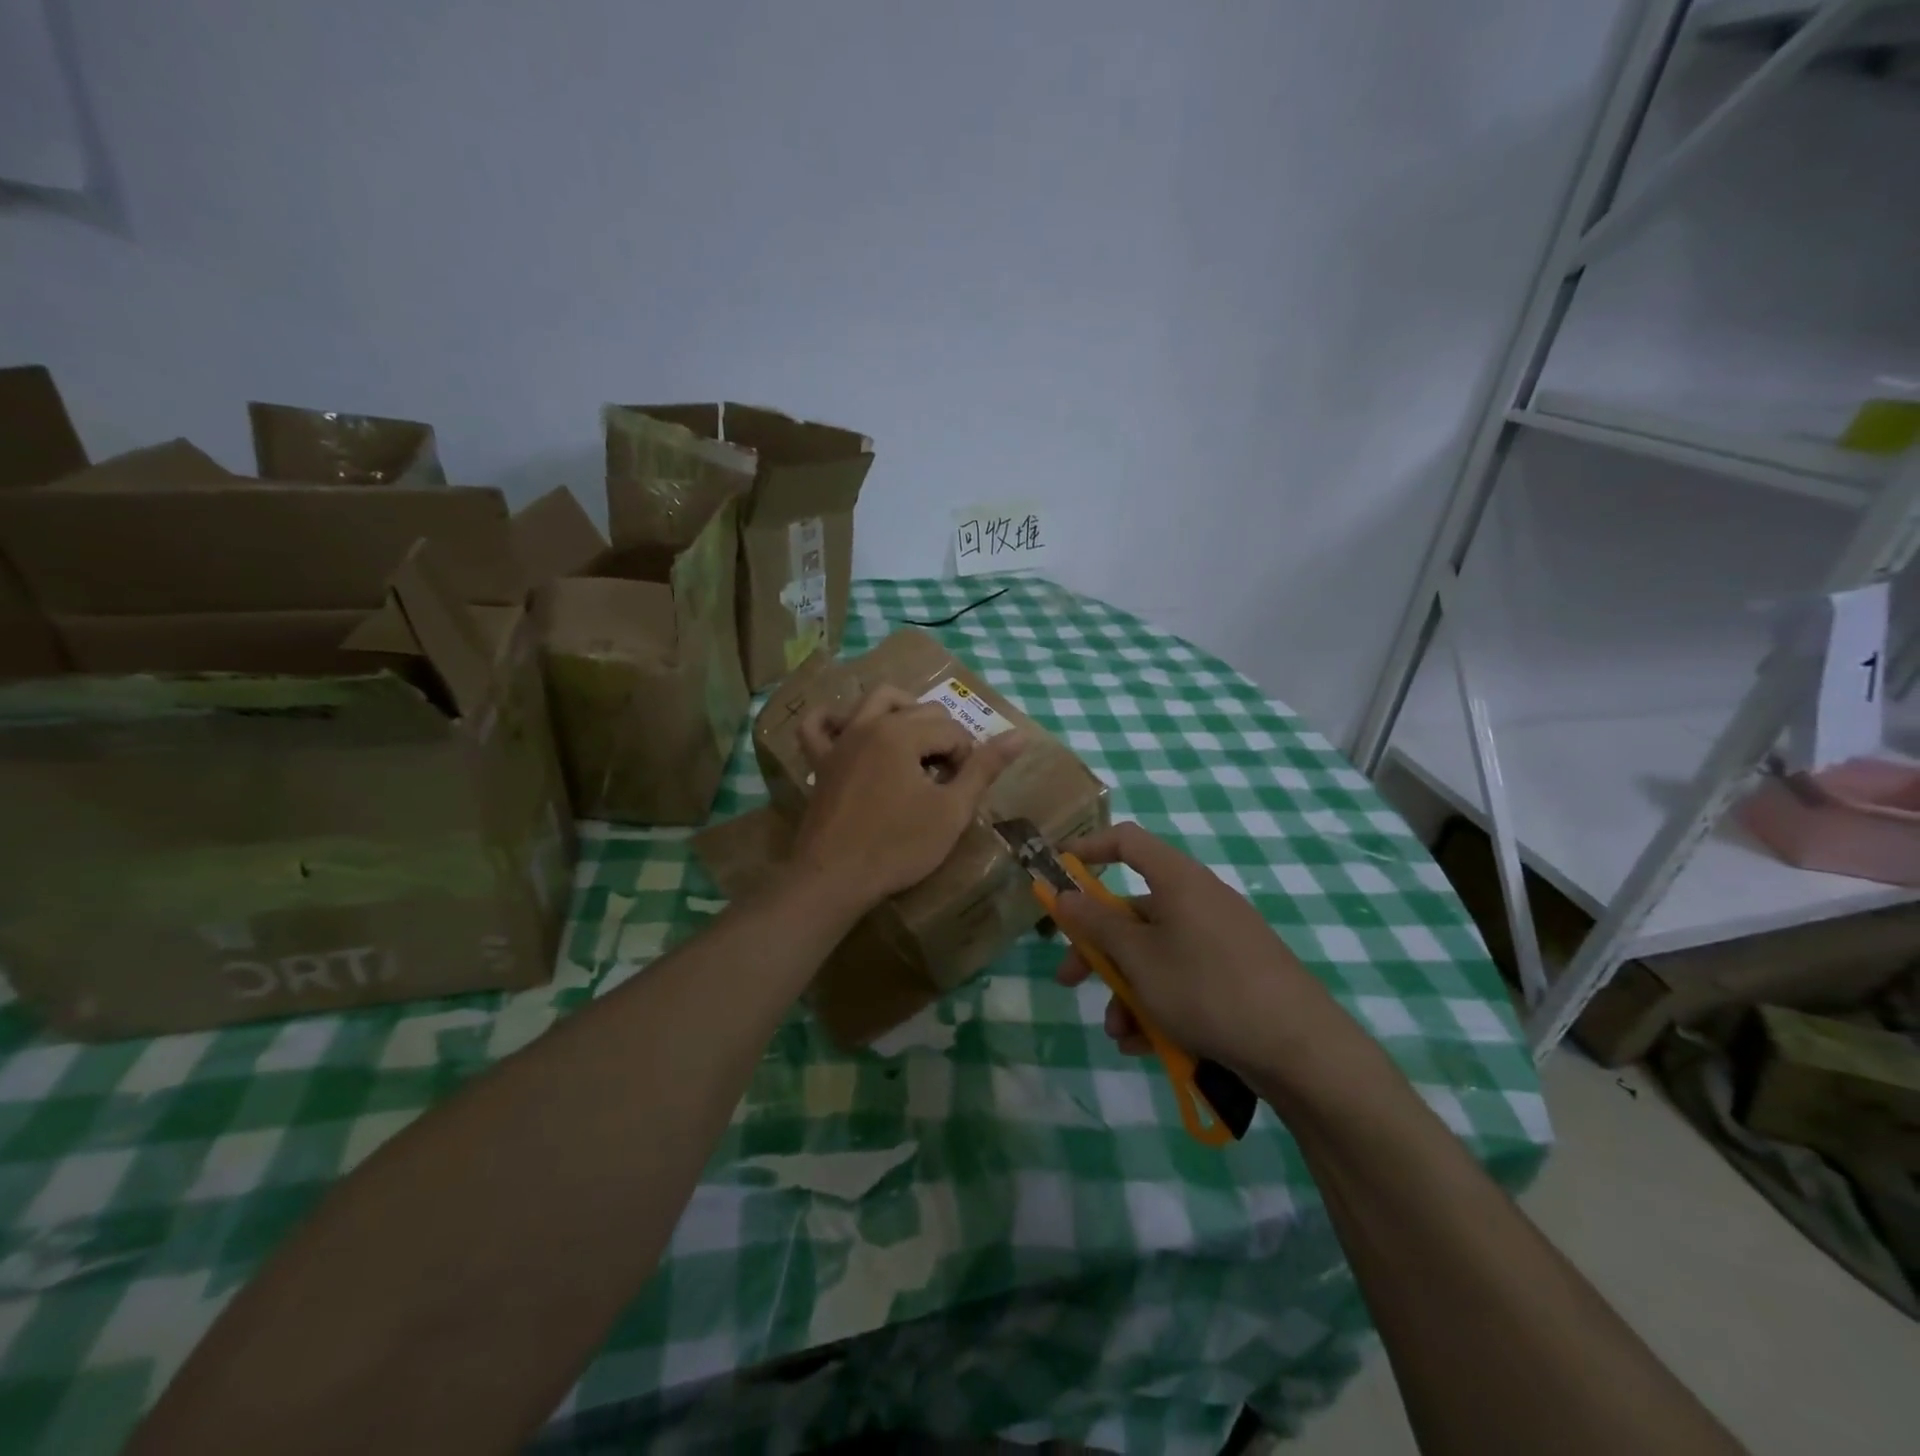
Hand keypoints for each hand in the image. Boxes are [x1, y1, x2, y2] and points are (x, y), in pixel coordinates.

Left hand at [789, 686, 1024, 909]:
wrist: (834, 878)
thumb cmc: (898, 846)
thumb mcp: (951, 811)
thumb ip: (984, 769)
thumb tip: (1019, 735)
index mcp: (903, 733)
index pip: (952, 730)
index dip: (967, 760)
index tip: (962, 792)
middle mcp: (870, 724)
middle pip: (921, 711)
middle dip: (941, 738)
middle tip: (945, 781)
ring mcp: (841, 740)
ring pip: (875, 700)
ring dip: (902, 711)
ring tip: (916, 745)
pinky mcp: (820, 761)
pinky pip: (817, 725)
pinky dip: (833, 720)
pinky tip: (849, 729)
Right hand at [1052, 822, 1359, 1079]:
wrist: (1301, 1049)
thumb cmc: (1207, 988)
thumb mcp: (1139, 958)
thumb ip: (1096, 925)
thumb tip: (1064, 895)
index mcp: (1178, 881)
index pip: (1127, 842)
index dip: (1089, 848)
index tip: (1057, 872)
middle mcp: (1199, 902)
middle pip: (1133, 911)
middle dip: (1097, 949)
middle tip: (1069, 980)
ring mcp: (1220, 941)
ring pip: (1154, 955)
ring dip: (1127, 991)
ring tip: (1120, 1033)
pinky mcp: (1235, 977)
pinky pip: (1182, 980)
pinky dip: (1158, 1006)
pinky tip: (1147, 1045)